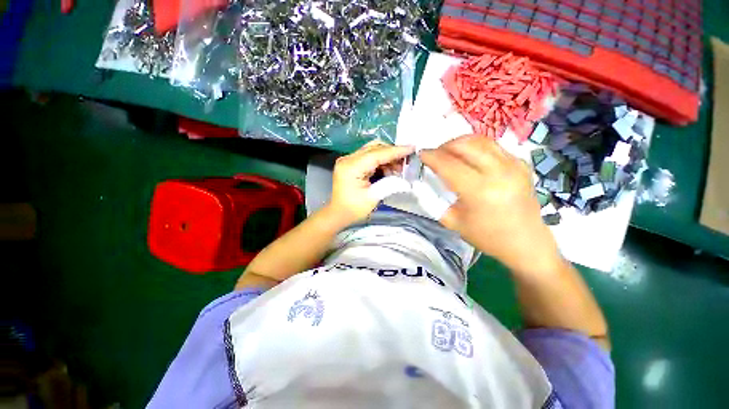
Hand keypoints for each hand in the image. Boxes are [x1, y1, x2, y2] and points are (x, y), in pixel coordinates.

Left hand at [327, 140, 414, 225]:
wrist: (338, 213)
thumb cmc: (353, 209)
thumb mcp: (373, 198)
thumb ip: (390, 185)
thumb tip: (406, 180)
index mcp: (352, 167)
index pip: (377, 154)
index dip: (395, 151)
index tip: (412, 148)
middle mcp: (348, 159)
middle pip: (374, 147)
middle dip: (392, 153)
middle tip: (405, 164)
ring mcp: (348, 160)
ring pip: (373, 150)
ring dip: (387, 157)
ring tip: (397, 170)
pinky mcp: (350, 163)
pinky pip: (369, 156)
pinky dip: (380, 161)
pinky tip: (388, 170)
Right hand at [420, 135, 560, 272]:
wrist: (526, 242)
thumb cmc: (486, 236)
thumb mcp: (452, 221)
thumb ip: (433, 200)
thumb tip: (421, 183)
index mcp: (479, 191)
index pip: (448, 164)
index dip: (431, 156)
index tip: (420, 154)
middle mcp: (499, 172)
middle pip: (465, 145)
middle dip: (444, 146)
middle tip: (435, 155)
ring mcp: (513, 165)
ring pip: (480, 140)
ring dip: (459, 143)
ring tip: (449, 154)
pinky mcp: (521, 163)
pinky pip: (492, 146)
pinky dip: (475, 148)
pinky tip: (469, 159)